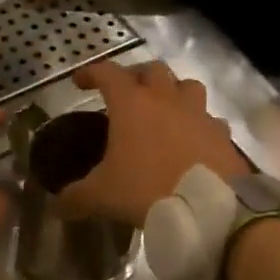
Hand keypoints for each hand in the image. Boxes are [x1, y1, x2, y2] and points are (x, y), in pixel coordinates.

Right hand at [61, 61, 249, 227]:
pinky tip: (192, 141)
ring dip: (173, 91)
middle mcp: (167, 99)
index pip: (107, 73)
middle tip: (125, 94)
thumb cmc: (147, 190)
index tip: (80, 82)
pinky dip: (198, 124)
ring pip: (186, 86)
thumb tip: (57, 206)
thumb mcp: (101, 196)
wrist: (209, 209)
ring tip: (163, 110)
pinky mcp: (222, 134)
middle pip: (152, 70)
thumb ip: (75, 197)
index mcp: (132, 104)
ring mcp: (199, 114)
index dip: (91, 73)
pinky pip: (209, 119)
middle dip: (135, 76)